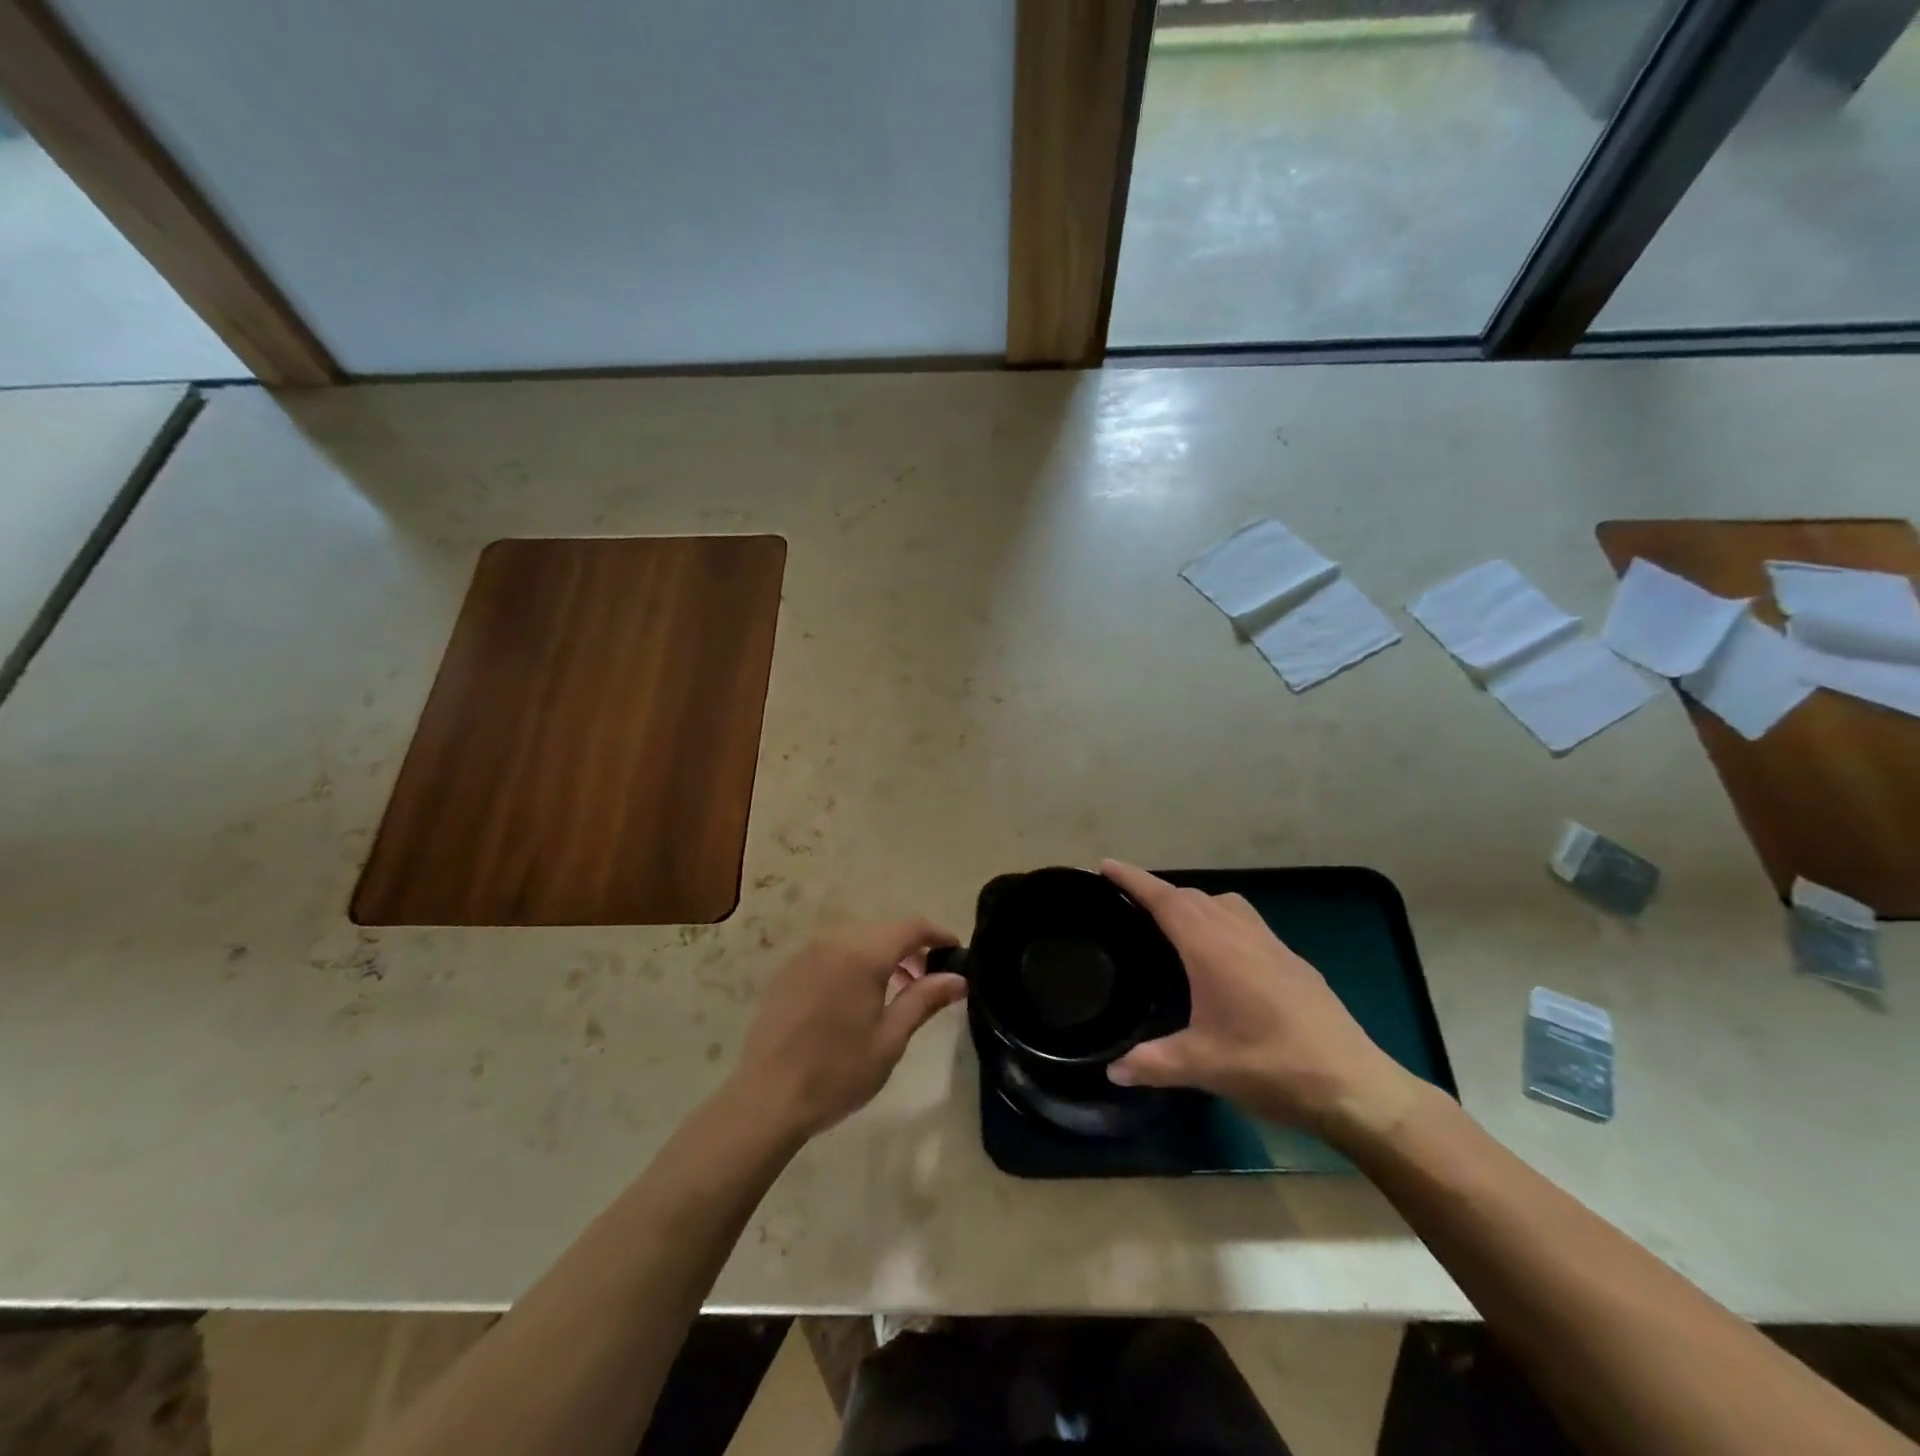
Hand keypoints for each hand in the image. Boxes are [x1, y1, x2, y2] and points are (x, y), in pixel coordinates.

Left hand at [732, 918, 966, 1139]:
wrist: (767, 1098)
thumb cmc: (837, 1072)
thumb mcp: (890, 1039)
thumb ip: (924, 999)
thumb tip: (959, 979)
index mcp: (863, 954)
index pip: (911, 927)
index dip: (937, 934)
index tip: (957, 951)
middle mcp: (834, 941)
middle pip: (883, 929)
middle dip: (911, 946)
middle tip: (929, 977)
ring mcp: (807, 953)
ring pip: (857, 938)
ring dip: (882, 953)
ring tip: (896, 989)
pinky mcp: (789, 969)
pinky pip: (832, 951)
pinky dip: (854, 960)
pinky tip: (857, 995)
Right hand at [1102, 861, 1424, 1143]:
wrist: (1354, 1085)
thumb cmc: (1271, 1066)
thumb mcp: (1203, 1067)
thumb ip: (1152, 1063)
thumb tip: (1111, 1070)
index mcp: (1212, 948)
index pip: (1165, 900)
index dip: (1133, 880)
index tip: (1106, 865)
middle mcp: (1241, 934)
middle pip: (1192, 897)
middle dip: (1159, 892)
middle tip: (1129, 902)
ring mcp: (1272, 945)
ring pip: (1224, 904)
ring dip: (1193, 903)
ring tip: (1173, 924)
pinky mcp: (1293, 961)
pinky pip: (1246, 922)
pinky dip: (1222, 920)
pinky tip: (1221, 956)